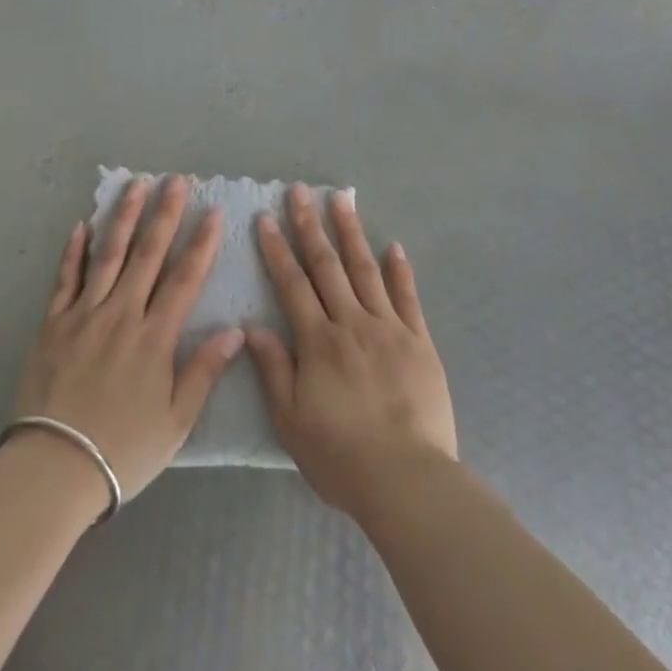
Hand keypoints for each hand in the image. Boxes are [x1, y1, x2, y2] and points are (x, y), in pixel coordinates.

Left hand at [11, 175, 244, 504]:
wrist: (52, 468)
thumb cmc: (122, 449)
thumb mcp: (175, 421)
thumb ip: (204, 372)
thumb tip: (235, 331)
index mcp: (154, 337)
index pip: (184, 279)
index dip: (201, 243)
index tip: (213, 211)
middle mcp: (121, 314)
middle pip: (147, 254)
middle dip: (165, 214)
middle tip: (176, 180)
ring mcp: (84, 315)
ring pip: (108, 255)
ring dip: (124, 218)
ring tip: (136, 185)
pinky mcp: (53, 324)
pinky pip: (65, 279)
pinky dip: (74, 251)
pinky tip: (82, 225)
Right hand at [246, 186, 456, 520]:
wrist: (407, 479)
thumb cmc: (341, 456)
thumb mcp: (291, 421)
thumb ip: (274, 369)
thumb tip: (252, 326)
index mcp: (318, 342)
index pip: (292, 285)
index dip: (277, 250)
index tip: (266, 218)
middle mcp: (352, 323)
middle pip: (327, 266)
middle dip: (310, 226)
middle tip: (300, 191)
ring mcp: (389, 328)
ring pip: (365, 270)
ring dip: (351, 233)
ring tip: (341, 200)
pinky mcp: (419, 341)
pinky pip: (407, 297)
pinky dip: (400, 270)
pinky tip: (393, 246)